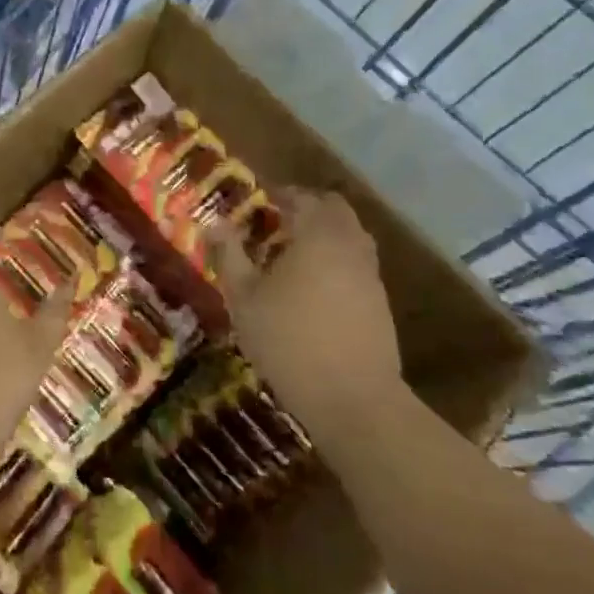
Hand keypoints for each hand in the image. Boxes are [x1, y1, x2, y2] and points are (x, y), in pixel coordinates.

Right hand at [213, 189, 404, 442]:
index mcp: (317, 234)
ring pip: (350, 235)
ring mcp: (370, 273)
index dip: (279, 195)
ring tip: (294, 254)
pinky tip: (315, 286)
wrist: (354, 399)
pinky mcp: (380, 302)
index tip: (259, 201)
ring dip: (325, 234)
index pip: (300, 197)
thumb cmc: (289, 341)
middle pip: (334, 209)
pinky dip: (337, 260)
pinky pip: (357, 264)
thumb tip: (214, 223)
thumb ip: (229, 255)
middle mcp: (350, 244)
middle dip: (307, 208)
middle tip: (277, 222)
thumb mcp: (244, 298)